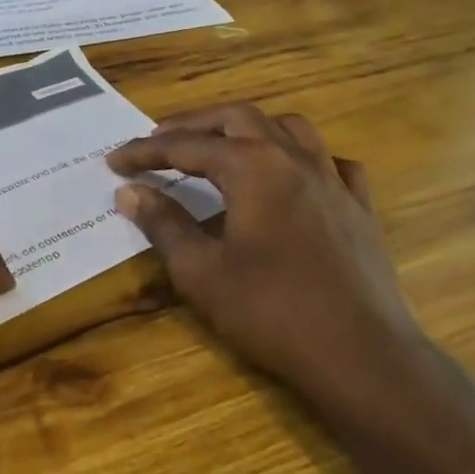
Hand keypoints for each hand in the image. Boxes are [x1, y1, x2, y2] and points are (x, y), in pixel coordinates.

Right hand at [107, 104, 437, 419]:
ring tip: (222, 146)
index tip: (113, 162)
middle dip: (194, 125)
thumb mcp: (201, 272)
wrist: (360, 355)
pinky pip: (330, 162)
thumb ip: (164, 224)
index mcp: (253, 167)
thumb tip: (129, 192)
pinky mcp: (360, 207)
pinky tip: (292, 178)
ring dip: (248, 129)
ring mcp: (334, 179)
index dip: (145, 152)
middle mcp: (295, 158)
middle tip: (159, 141)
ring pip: (289, 128)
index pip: (186, 146)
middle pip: (238, 118)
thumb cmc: (271, 312)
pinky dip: (302, 158)